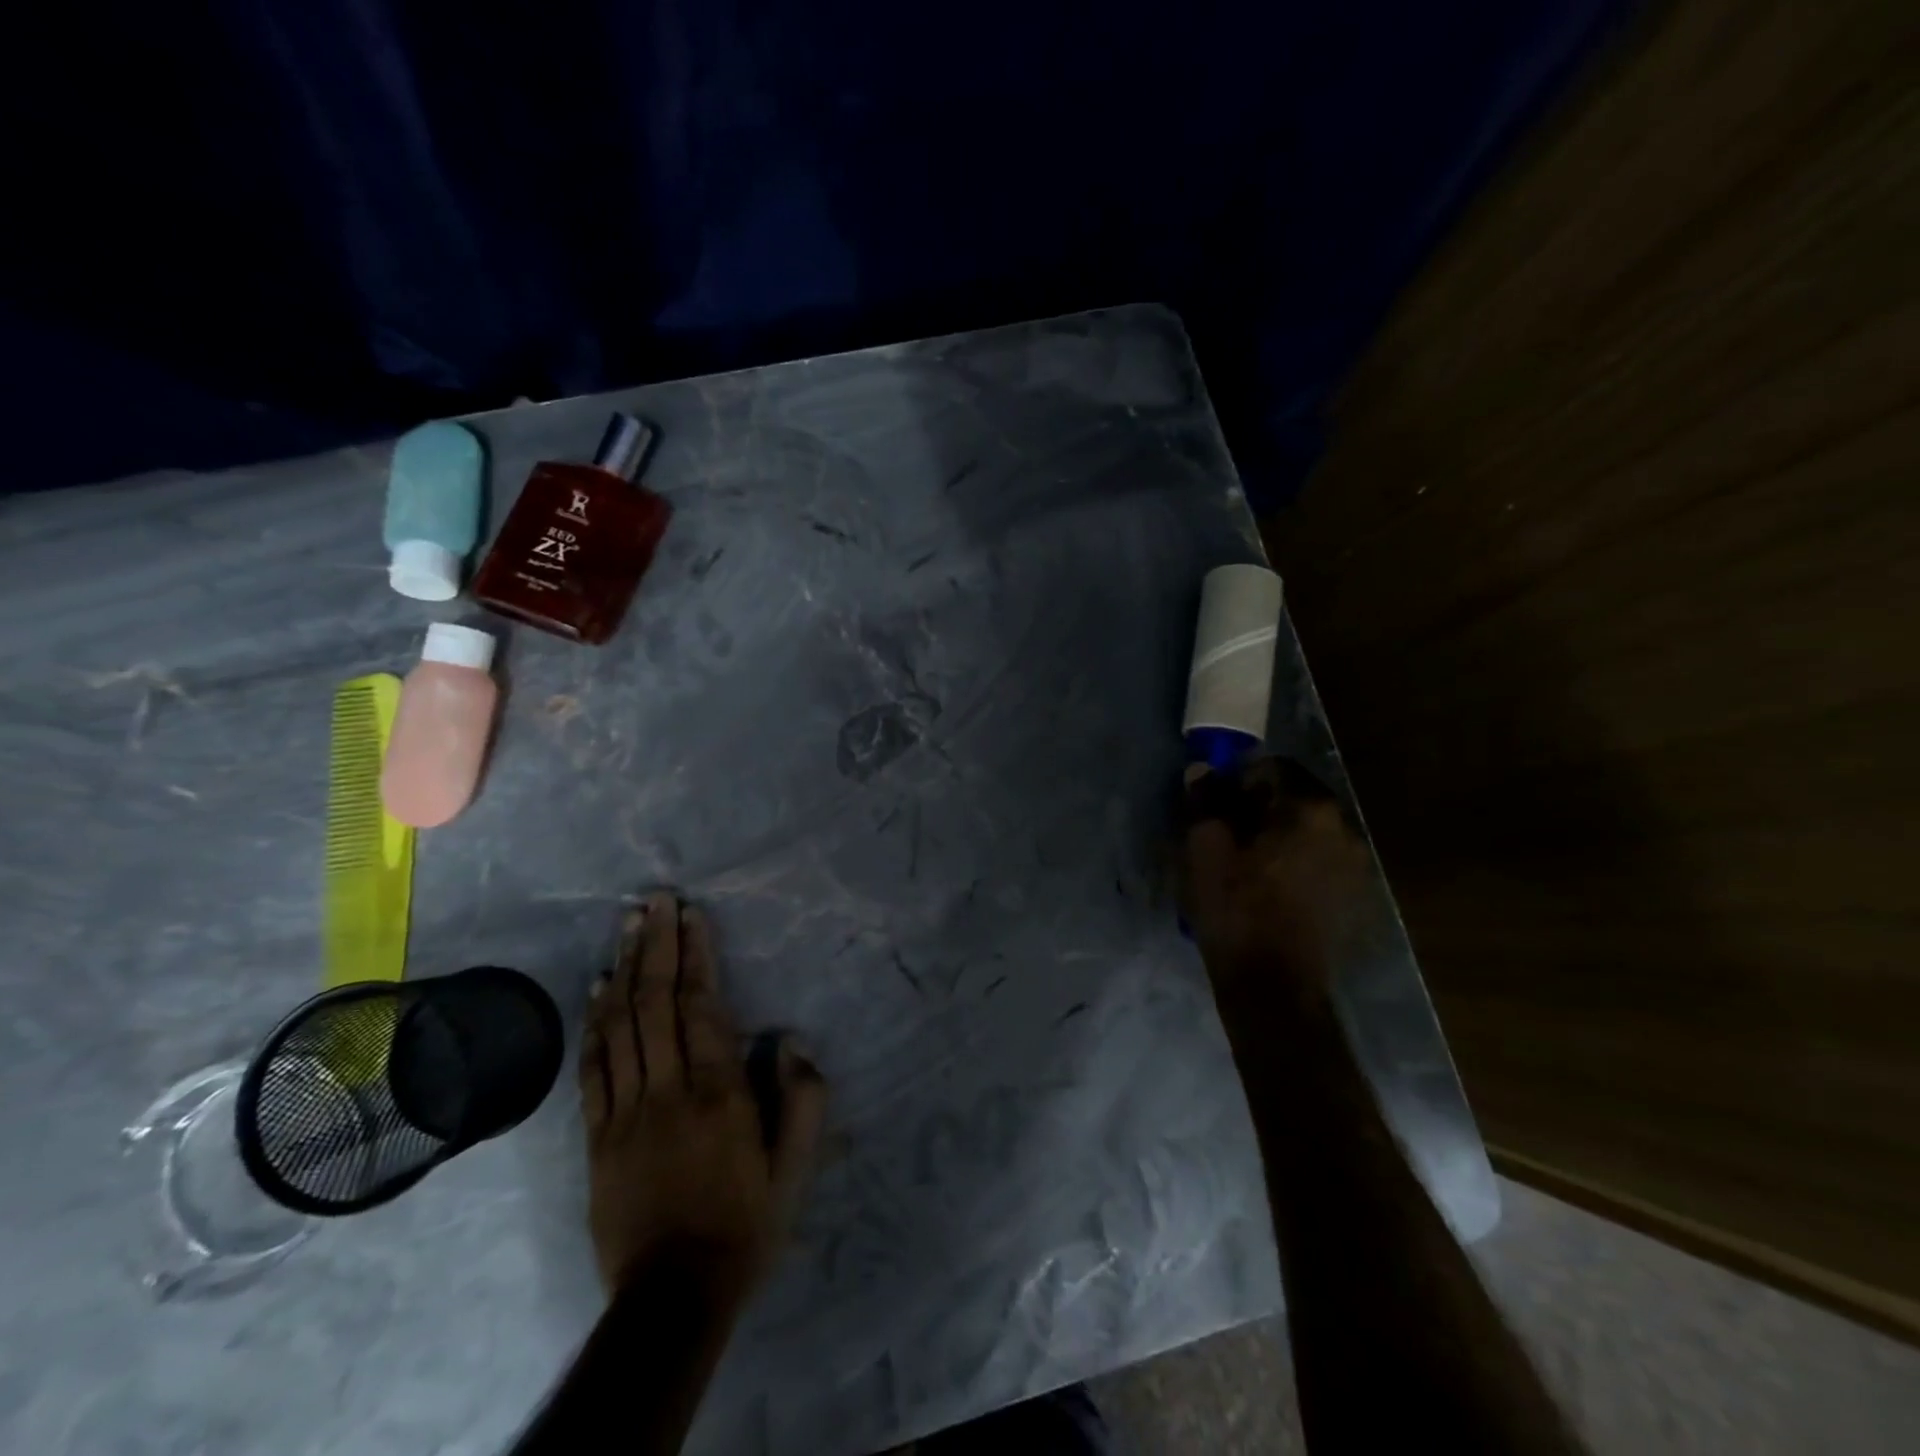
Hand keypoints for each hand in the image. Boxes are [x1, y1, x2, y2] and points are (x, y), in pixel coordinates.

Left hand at [579, 891, 826, 1297]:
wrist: (673, 1298)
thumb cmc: (746, 1224)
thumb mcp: (797, 1169)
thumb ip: (803, 1099)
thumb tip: (789, 1040)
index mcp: (718, 1092)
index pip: (701, 1006)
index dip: (695, 955)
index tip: (690, 914)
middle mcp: (668, 1089)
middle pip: (656, 1003)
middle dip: (656, 945)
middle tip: (653, 900)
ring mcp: (626, 1111)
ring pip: (620, 1025)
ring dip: (624, 969)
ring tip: (626, 926)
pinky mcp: (597, 1136)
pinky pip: (592, 1068)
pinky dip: (594, 1022)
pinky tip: (597, 988)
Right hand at [1179, 757, 1372, 986]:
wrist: (1275, 986)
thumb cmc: (1236, 909)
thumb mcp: (1204, 849)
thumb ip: (1204, 801)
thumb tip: (1203, 770)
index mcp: (1310, 809)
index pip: (1272, 767)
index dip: (1237, 780)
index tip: (1215, 806)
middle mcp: (1345, 828)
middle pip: (1294, 798)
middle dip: (1259, 807)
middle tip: (1226, 833)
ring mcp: (1356, 865)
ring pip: (1308, 831)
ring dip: (1278, 835)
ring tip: (1246, 864)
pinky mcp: (1355, 896)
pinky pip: (1319, 860)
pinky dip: (1295, 862)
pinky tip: (1270, 889)